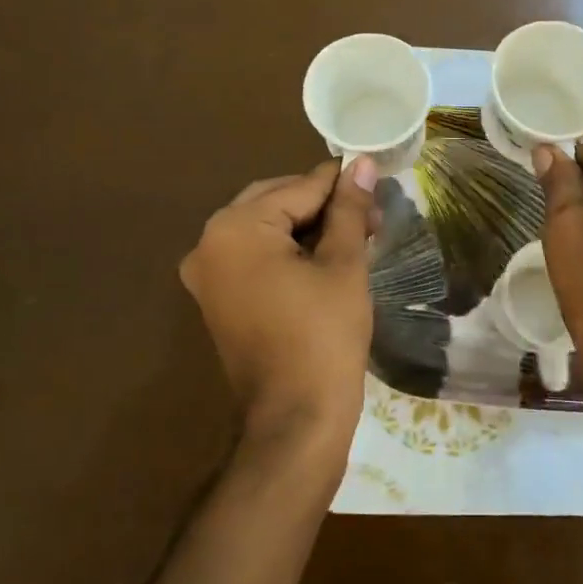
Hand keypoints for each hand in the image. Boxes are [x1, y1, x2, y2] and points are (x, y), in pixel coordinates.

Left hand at [180, 158, 378, 450]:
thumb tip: (363, 164)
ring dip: (309, 228)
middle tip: (370, 215)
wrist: (296, 419)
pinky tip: (327, 257)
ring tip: (357, 235)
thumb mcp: (343, 264)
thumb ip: (349, 209)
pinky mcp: (218, 299)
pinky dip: (288, 252)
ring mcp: (208, 275)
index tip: (375, 180)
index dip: (340, 184)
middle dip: (323, 206)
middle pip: (275, 203)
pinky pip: (255, 257)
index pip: (297, 187)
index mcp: (235, 228)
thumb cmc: (324, 336)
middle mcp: (209, 244)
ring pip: (266, 230)